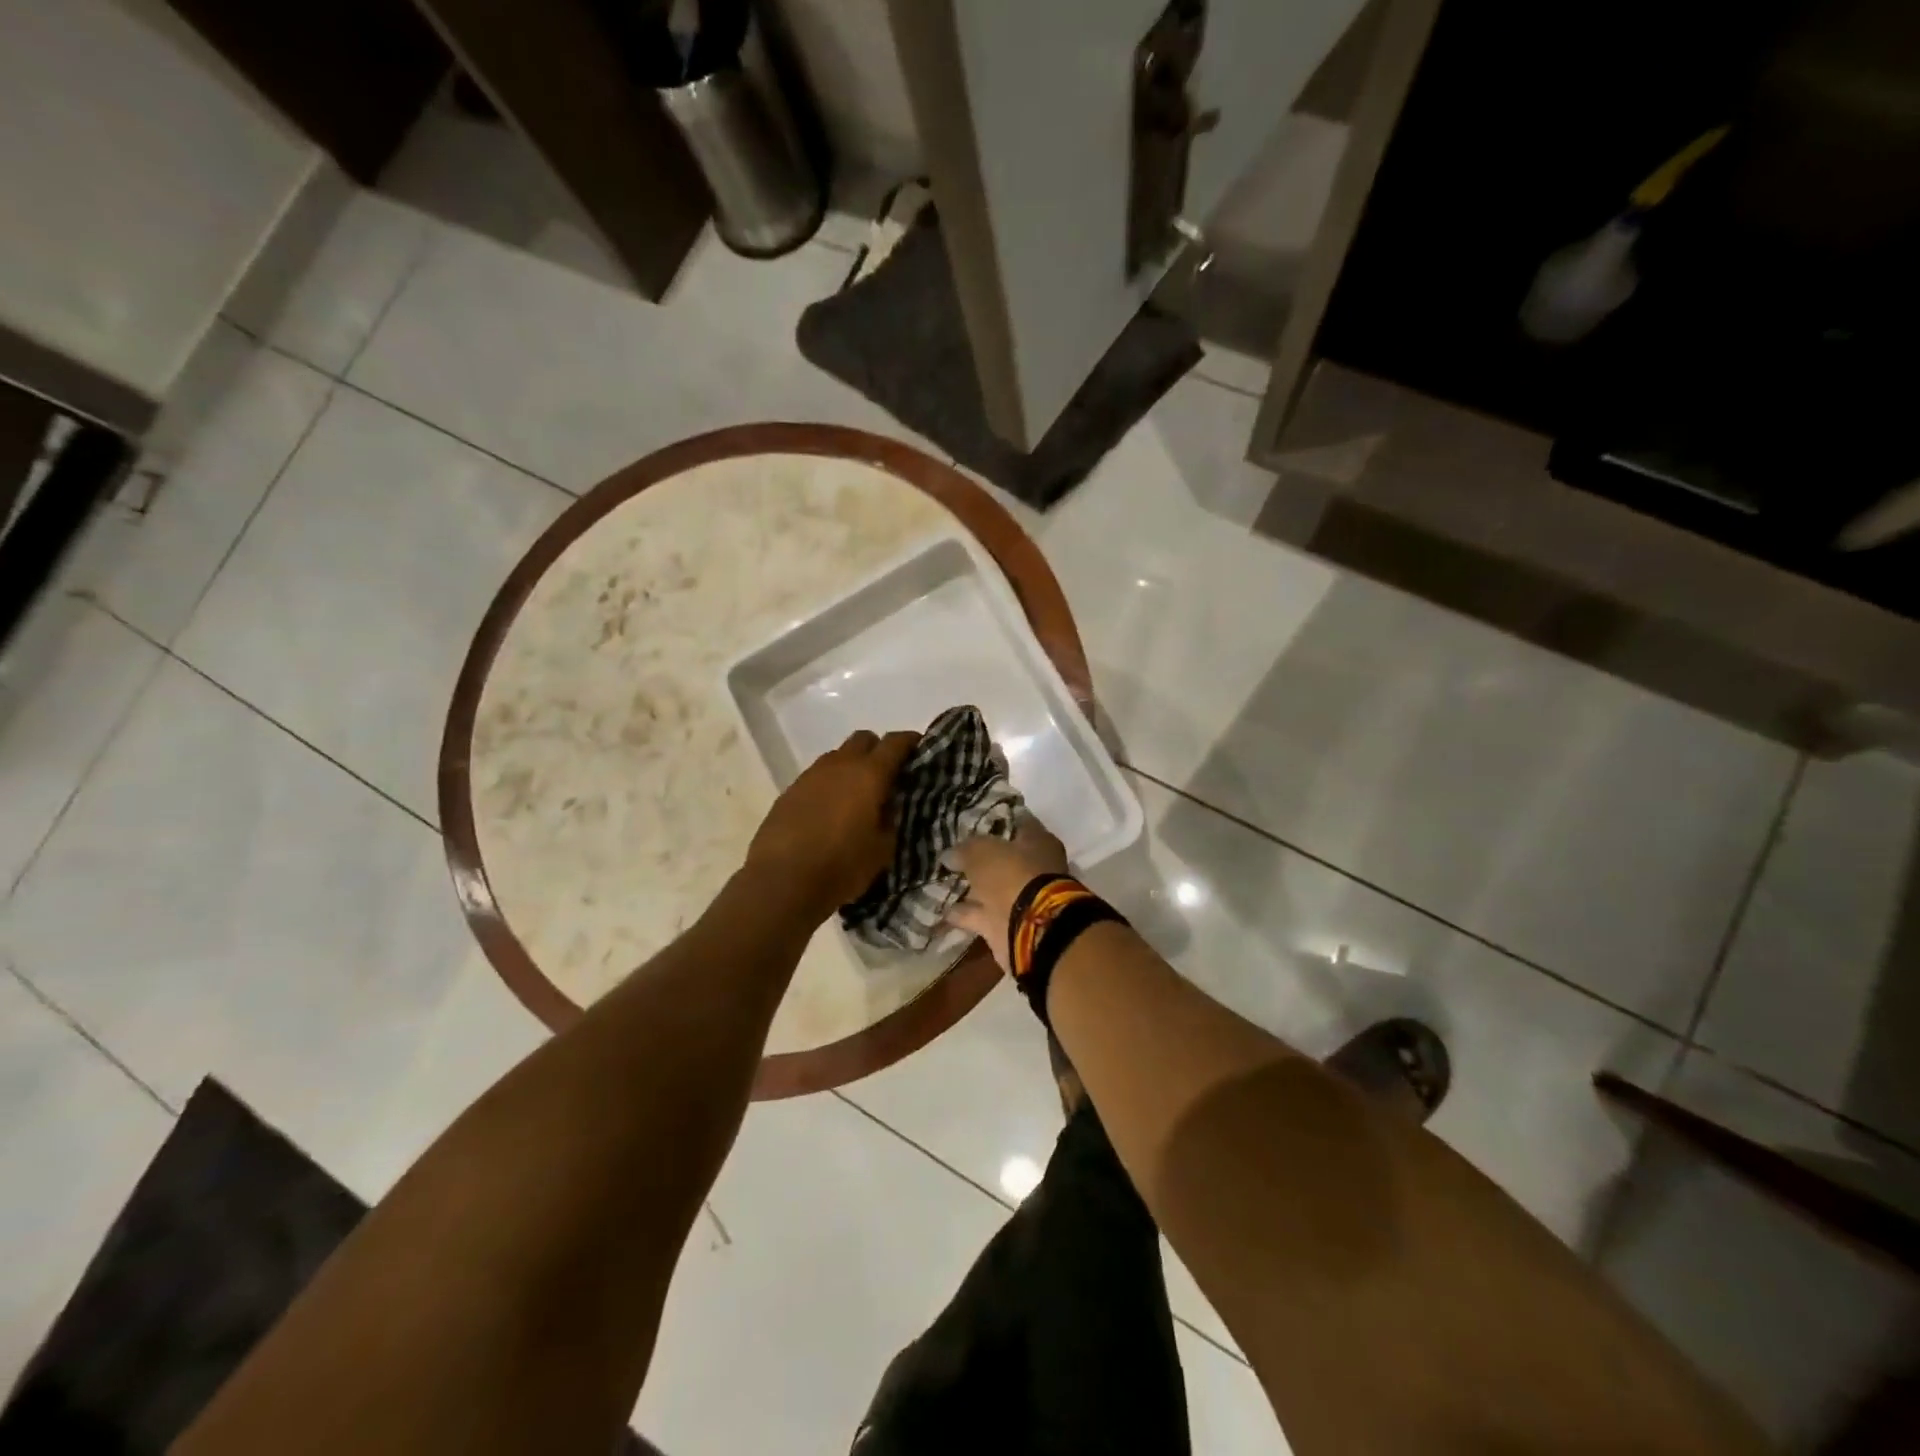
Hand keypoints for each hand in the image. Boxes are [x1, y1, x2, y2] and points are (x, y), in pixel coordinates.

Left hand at [746, 729, 918, 921]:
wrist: (781, 881)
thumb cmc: (841, 866)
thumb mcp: (882, 849)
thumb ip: (891, 820)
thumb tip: (889, 805)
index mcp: (869, 774)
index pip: (896, 743)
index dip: (910, 742)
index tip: (919, 749)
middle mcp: (840, 765)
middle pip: (864, 739)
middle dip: (878, 750)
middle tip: (887, 775)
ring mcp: (811, 775)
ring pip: (838, 756)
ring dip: (851, 767)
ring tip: (856, 796)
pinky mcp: (790, 790)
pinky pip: (817, 776)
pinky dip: (829, 784)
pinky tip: (829, 811)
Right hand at [945, 817, 1068, 972]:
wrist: (1031, 929)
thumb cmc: (1013, 876)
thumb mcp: (983, 852)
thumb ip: (965, 849)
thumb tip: (949, 854)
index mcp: (1038, 842)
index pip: (1018, 822)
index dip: (996, 819)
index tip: (973, 818)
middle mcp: (1032, 868)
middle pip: (1003, 857)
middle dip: (980, 857)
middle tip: (952, 850)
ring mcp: (1020, 898)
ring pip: (990, 888)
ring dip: (969, 887)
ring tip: (940, 878)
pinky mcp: (1006, 923)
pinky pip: (978, 914)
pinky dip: (962, 913)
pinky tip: (940, 908)